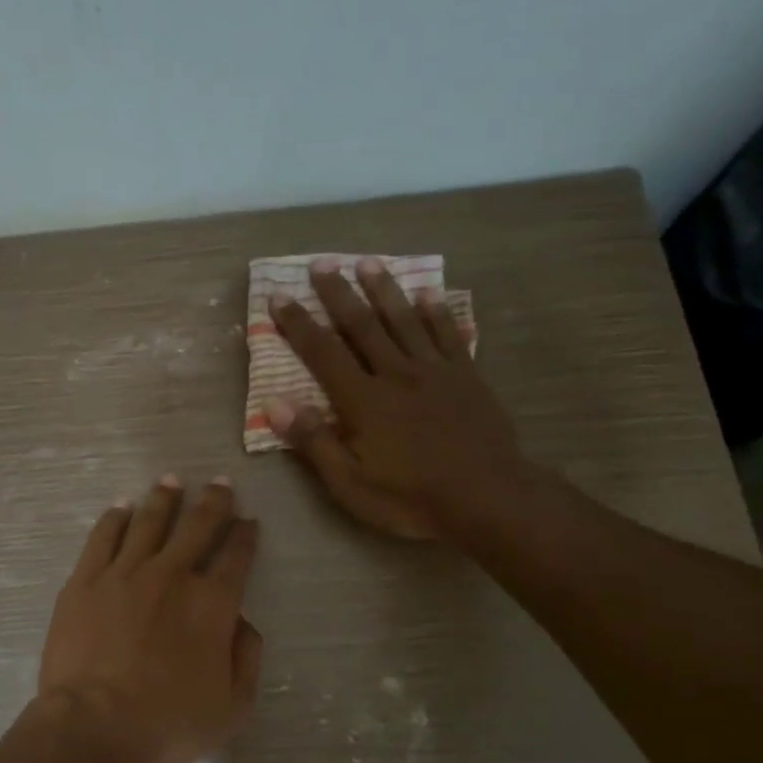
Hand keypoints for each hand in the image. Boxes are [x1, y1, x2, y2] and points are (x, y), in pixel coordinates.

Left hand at [38, 476, 262, 762]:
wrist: (95, 727)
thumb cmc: (169, 724)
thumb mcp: (233, 707)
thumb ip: (247, 659)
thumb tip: (244, 623)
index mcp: (212, 604)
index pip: (236, 557)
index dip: (245, 535)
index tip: (248, 520)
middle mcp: (172, 576)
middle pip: (197, 526)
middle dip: (213, 502)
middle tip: (220, 482)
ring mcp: (124, 573)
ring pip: (149, 522)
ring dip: (164, 498)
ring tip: (171, 480)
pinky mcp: (85, 580)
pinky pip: (103, 537)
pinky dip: (115, 518)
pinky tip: (122, 506)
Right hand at [269, 257, 528, 541]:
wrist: (488, 500)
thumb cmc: (411, 498)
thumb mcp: (350, 483)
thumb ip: (313, 441)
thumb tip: (274, 402)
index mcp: (363, 401)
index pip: (322, 353)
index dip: (298, 324)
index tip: (279, 296)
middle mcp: (396, 374)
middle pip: (363, 325)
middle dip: (338, 294)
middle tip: (322, 263)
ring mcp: (436, 372)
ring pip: (405, 321)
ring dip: (384, 290)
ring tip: (368, 263)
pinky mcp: (467, 378)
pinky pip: (449, 335)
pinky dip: (438, 313)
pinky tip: (429, 293)